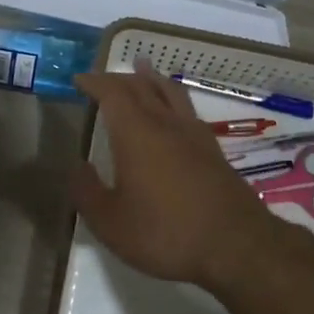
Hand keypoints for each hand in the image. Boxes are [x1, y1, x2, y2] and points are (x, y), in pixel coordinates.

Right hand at [70, 62, 286, 291]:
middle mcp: (165, 123)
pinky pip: (186, 108)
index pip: (112, 93)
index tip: (79, 79)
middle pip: (141, 87)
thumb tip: (77, 166)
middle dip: (118, 79)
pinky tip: (174, 111)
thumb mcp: (111, 223)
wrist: (235, 245)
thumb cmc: (165, 233)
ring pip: (169, 92)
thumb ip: (88, 192)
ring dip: (151, 78)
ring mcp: (194, 134)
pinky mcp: (213, 149)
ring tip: (143, 69)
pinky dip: (172, 97)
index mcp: (136, 133)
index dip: (94, 82)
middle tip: (102, 79)